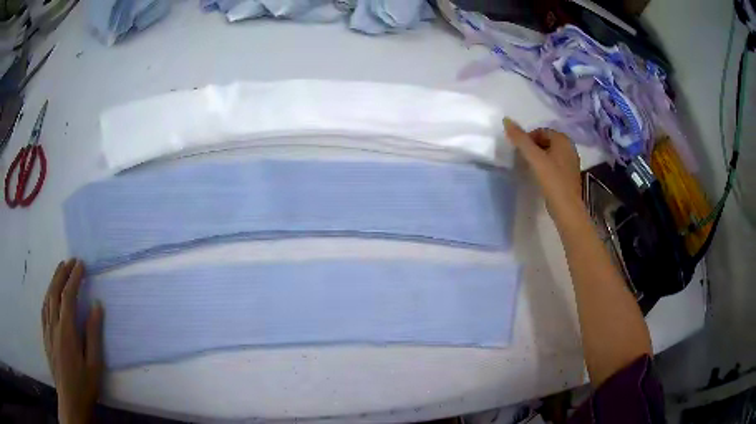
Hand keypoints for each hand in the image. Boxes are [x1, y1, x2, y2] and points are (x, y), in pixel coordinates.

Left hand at [41, 259, 103, 423]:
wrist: (70, 400)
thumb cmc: (85, 384)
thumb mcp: (94, 364)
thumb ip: (94, 334)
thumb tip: (96, 305)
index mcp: (67, 331)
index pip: (68, 296)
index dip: (74, 278)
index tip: (81, 264)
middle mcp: (54, 325)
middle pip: (55, 292)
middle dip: (62, 274)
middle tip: (70, 261)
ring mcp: (47, 330)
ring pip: (48, 298)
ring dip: (54, 281)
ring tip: (60, 270)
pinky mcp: (45, 336)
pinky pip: (44, 310)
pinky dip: (47, 296)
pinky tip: (49, 294)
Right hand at [503, 118, 583, 223]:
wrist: (567, 209)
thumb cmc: (552, 180)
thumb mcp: (534, 158)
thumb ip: (520, 139)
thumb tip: (506, 120)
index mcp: (563, 139)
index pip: (540, 131)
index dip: (528, 139)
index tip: (520, 152)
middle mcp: (570, 147)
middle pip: (546, 141)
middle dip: (533, 148)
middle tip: (524, 160)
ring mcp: (571, 162)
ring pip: (550, 153)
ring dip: (539, 157)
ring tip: (530, 168)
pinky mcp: (570, 175)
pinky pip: (555, 164)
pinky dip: (546, 166)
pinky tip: (540, 177)